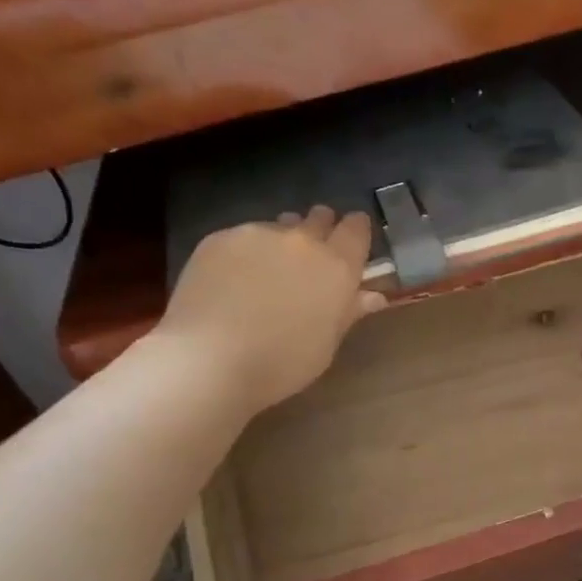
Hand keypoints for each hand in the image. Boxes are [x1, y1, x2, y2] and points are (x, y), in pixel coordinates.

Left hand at [153, 206, 386, 412]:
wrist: (209, 359)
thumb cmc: (282, 363)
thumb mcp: (326, 344)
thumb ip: (348, 312)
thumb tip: (372, 296)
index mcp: (337, 267)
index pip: (357, 228)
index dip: (356, 232)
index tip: (351, 245)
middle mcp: (302, 240)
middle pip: (319, 217)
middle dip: (320, 231)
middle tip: (310, 261)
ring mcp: (258, 234)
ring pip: (279, 226)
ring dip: (282, 241)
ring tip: (268, 272)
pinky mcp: (220, 237)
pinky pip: (243, 237)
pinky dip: (246, 253)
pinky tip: (232, 281)